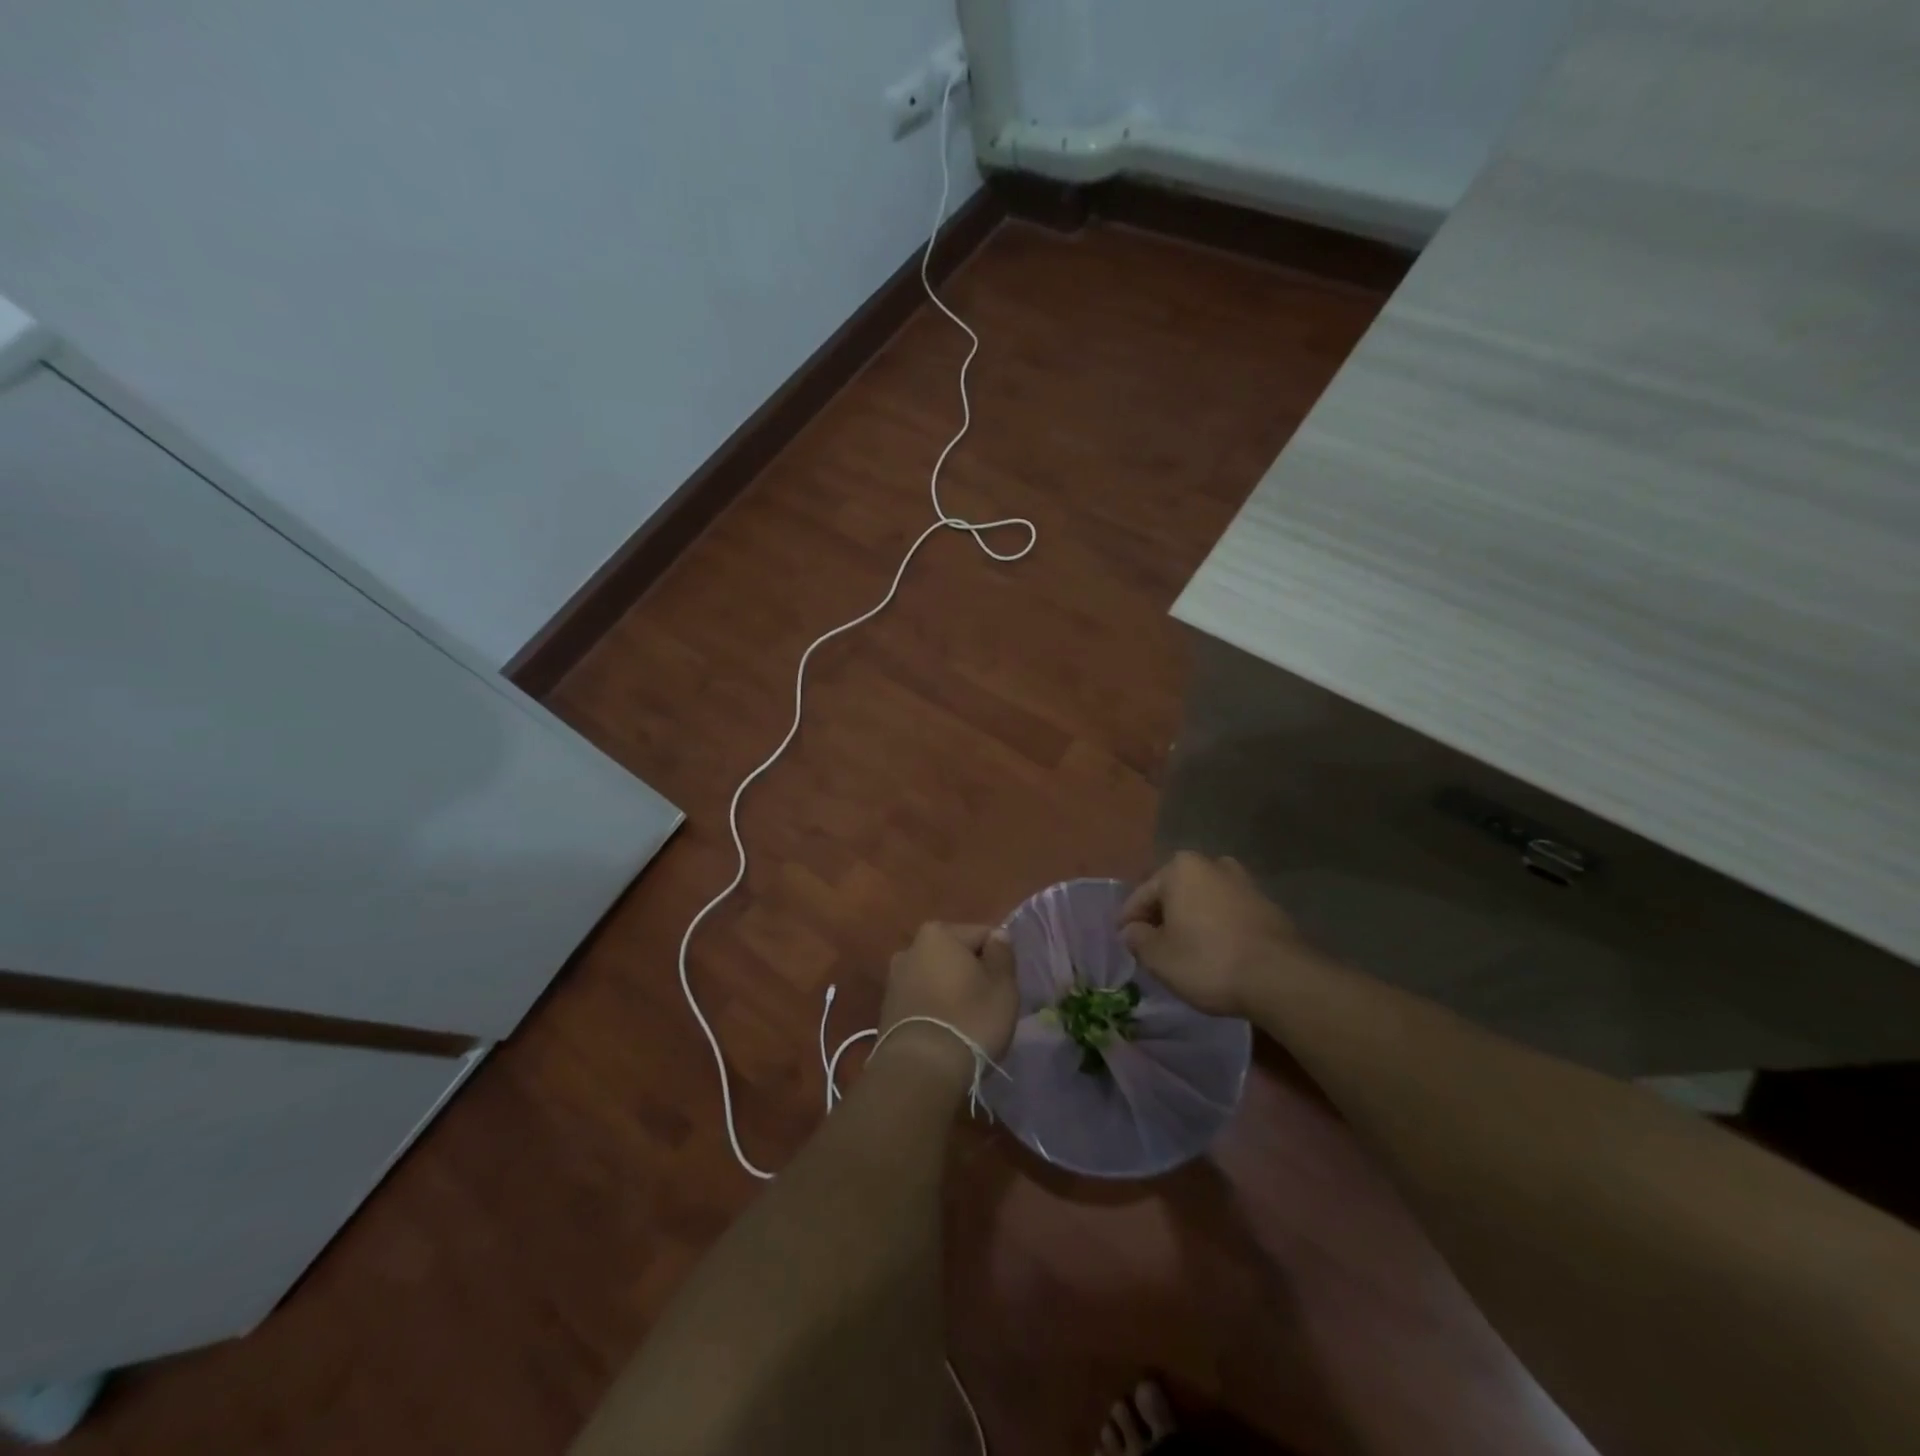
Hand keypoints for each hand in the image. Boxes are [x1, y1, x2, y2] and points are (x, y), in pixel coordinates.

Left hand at [877, 923, 1018, 1082]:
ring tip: (966, 1022)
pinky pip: (922, 999)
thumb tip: (997, 936)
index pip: (981, 934)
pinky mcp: (887, 1008)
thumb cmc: (970, 1019)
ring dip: (951, 991)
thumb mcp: (1002, 986)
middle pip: (955, 954)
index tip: (1004, 986)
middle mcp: (910, 948)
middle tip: (988, 1004)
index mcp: (938, 933)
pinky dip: (934, 1008)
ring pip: (936, 977)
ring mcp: (894, 979)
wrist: (920, 1070)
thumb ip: (1002, 954)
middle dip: (971, 973)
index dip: (998, 959)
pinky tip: (946, 1031)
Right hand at [1118, 852, 1302, 1017]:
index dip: (1128, 921)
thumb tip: (1131, 930)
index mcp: (1180, 867)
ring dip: (1191, 921)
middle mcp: (1213, 864)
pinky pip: (1227, 914)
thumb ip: (1137, 939)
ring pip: (1203, 901)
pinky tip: (1214, 953)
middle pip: (1174, 893)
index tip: (1124, 943)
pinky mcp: (1268, 906)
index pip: (1142, 895)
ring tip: (1184, 951)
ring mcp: (1244, 883)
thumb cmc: (1208, 960)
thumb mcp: (1158, 957)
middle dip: (1162, 917)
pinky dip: (1216, 928)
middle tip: (1153, 947)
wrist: (1280, 978)